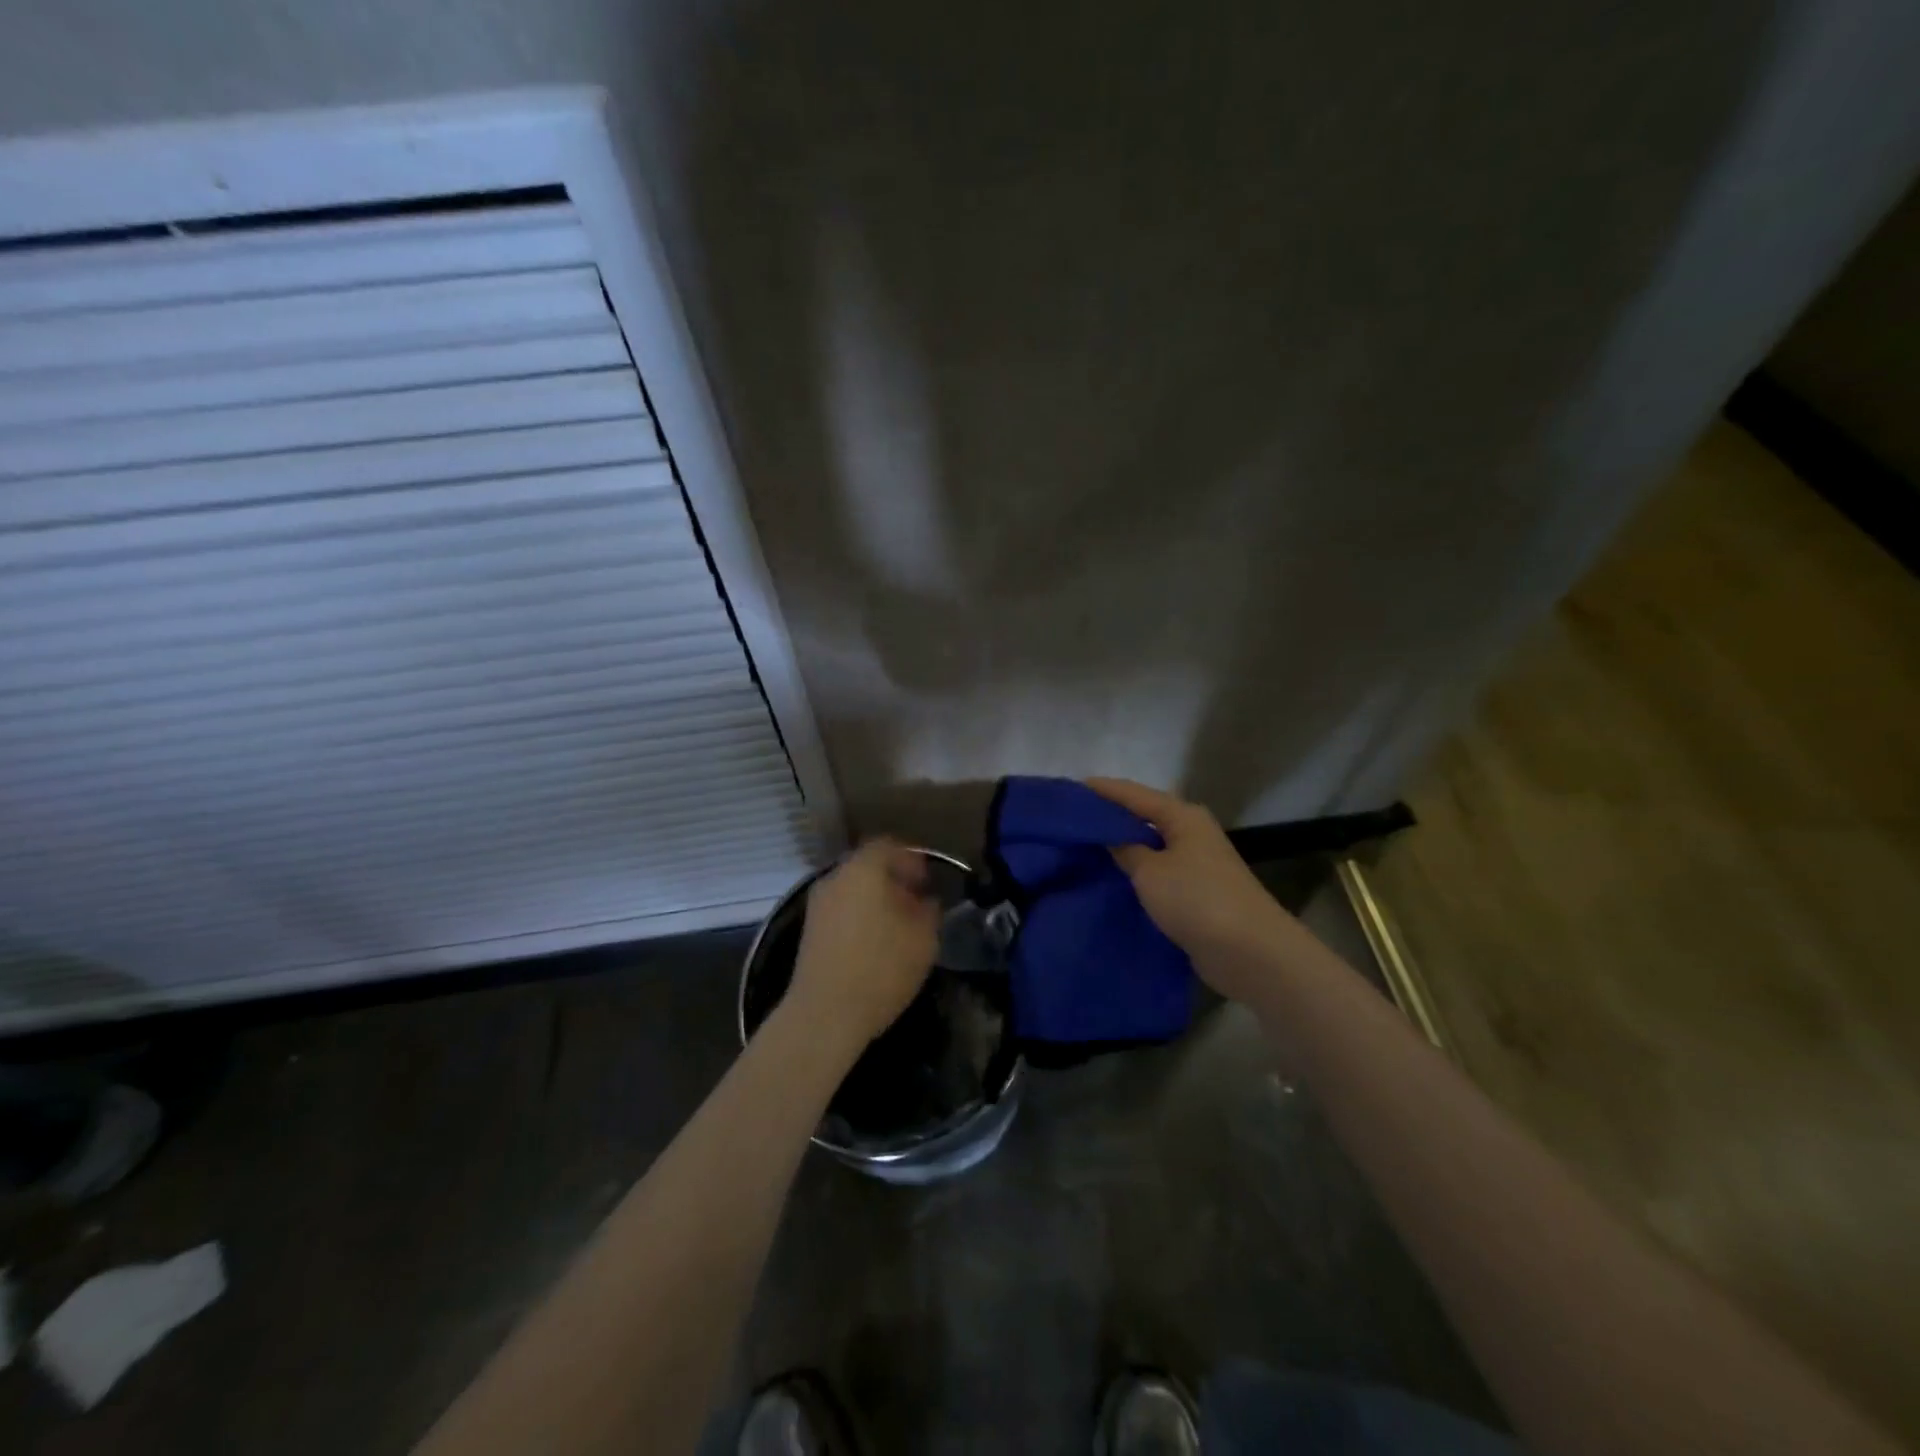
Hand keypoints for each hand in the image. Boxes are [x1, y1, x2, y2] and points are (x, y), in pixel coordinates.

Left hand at [788, 838, 939, 1048]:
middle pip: (867, 867)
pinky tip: (875, 943)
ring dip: (875, 900)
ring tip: (898, 926)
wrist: (825, 1013)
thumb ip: (929, 910)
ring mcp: (817, 905)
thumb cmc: (881, 967)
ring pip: (853, 890)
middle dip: (893, 880)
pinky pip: (841, 911)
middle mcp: (835, 878)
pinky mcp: (809, 931)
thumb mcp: (924, 937)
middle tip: (915, 902)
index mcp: (863, 869)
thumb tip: (925, 901)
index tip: (927, 881)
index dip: (911, 859)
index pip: (889, 846)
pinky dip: (859, 917)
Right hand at [1086, 778, 1294, 1001]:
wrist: (1249, 952)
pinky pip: (1156, 874)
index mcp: (1183, 817)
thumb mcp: (1150, 871)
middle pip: (1143, 817)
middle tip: (1071, 820)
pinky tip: (1111, 880)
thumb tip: (1109, 837)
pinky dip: (1134, 874)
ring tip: (1083, 848)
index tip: (1069, 789)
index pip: (1134, 794)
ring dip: (1121, 848)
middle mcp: (1191, 834)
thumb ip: (1124, 849)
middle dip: (1110, 818)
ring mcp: (1196, 865)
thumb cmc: (1196, 899)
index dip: (1102, 790)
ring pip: (1149, 847)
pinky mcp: (1195, 894)